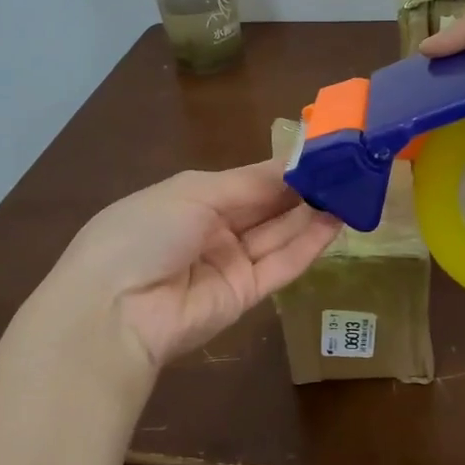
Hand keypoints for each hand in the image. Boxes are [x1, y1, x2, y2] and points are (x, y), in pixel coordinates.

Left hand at [38, 161, 340, 381]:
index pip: (247, 181)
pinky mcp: (244, 298)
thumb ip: (248, 183)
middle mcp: (212, 230)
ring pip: (278, 236)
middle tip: (347, 172)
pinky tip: (335, 223)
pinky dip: (308, 246)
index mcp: (192, 199)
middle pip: (266, 208)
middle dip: (303, 190)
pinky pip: (280, 267)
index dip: (283, 169)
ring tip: (350, 193)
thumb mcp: (192, 193)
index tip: (322, 154)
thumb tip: (292, 167)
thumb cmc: (145, 232)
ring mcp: (228, 265)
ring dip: (312, 215)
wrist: (114, 310)